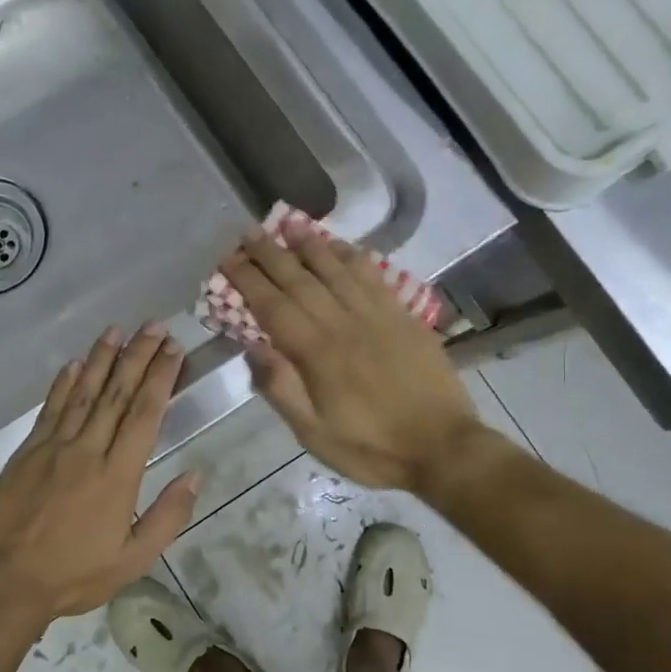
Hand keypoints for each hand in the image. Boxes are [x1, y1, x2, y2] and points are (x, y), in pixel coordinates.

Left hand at [0, 324, 199, 626]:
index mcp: (118, 475)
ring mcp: (54, 446)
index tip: (173, 349)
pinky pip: (50, 409)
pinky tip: (74, 364)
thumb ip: (169, 516)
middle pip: (117, 393)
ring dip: (101, 358)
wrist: (7, 582)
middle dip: (138, 356)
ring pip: (83, 392)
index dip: (160, 377)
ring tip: (117, 330)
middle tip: (154, 326)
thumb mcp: (134, 559)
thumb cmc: (75, 574)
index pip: (144, 414)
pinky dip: (63, 384)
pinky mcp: (28, 451)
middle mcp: (87, 450)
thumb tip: (196, 475)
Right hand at [221, 223, 503, 491]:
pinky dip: (353, 257)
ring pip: (337, 269)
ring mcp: (378, 316)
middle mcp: (344, 324)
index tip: (227, 259)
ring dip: (310, 244)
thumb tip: (253, 347)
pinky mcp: (404, 317)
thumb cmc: (371, 448)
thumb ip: (281, 389)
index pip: (273, 306)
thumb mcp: (314, 435)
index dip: (248, 280)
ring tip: (289, 223)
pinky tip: (341, 246)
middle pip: (300, 279)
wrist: (443, 448)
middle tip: (247, 231)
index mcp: (317, 354)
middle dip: (270, 253)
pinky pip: (374, 277)